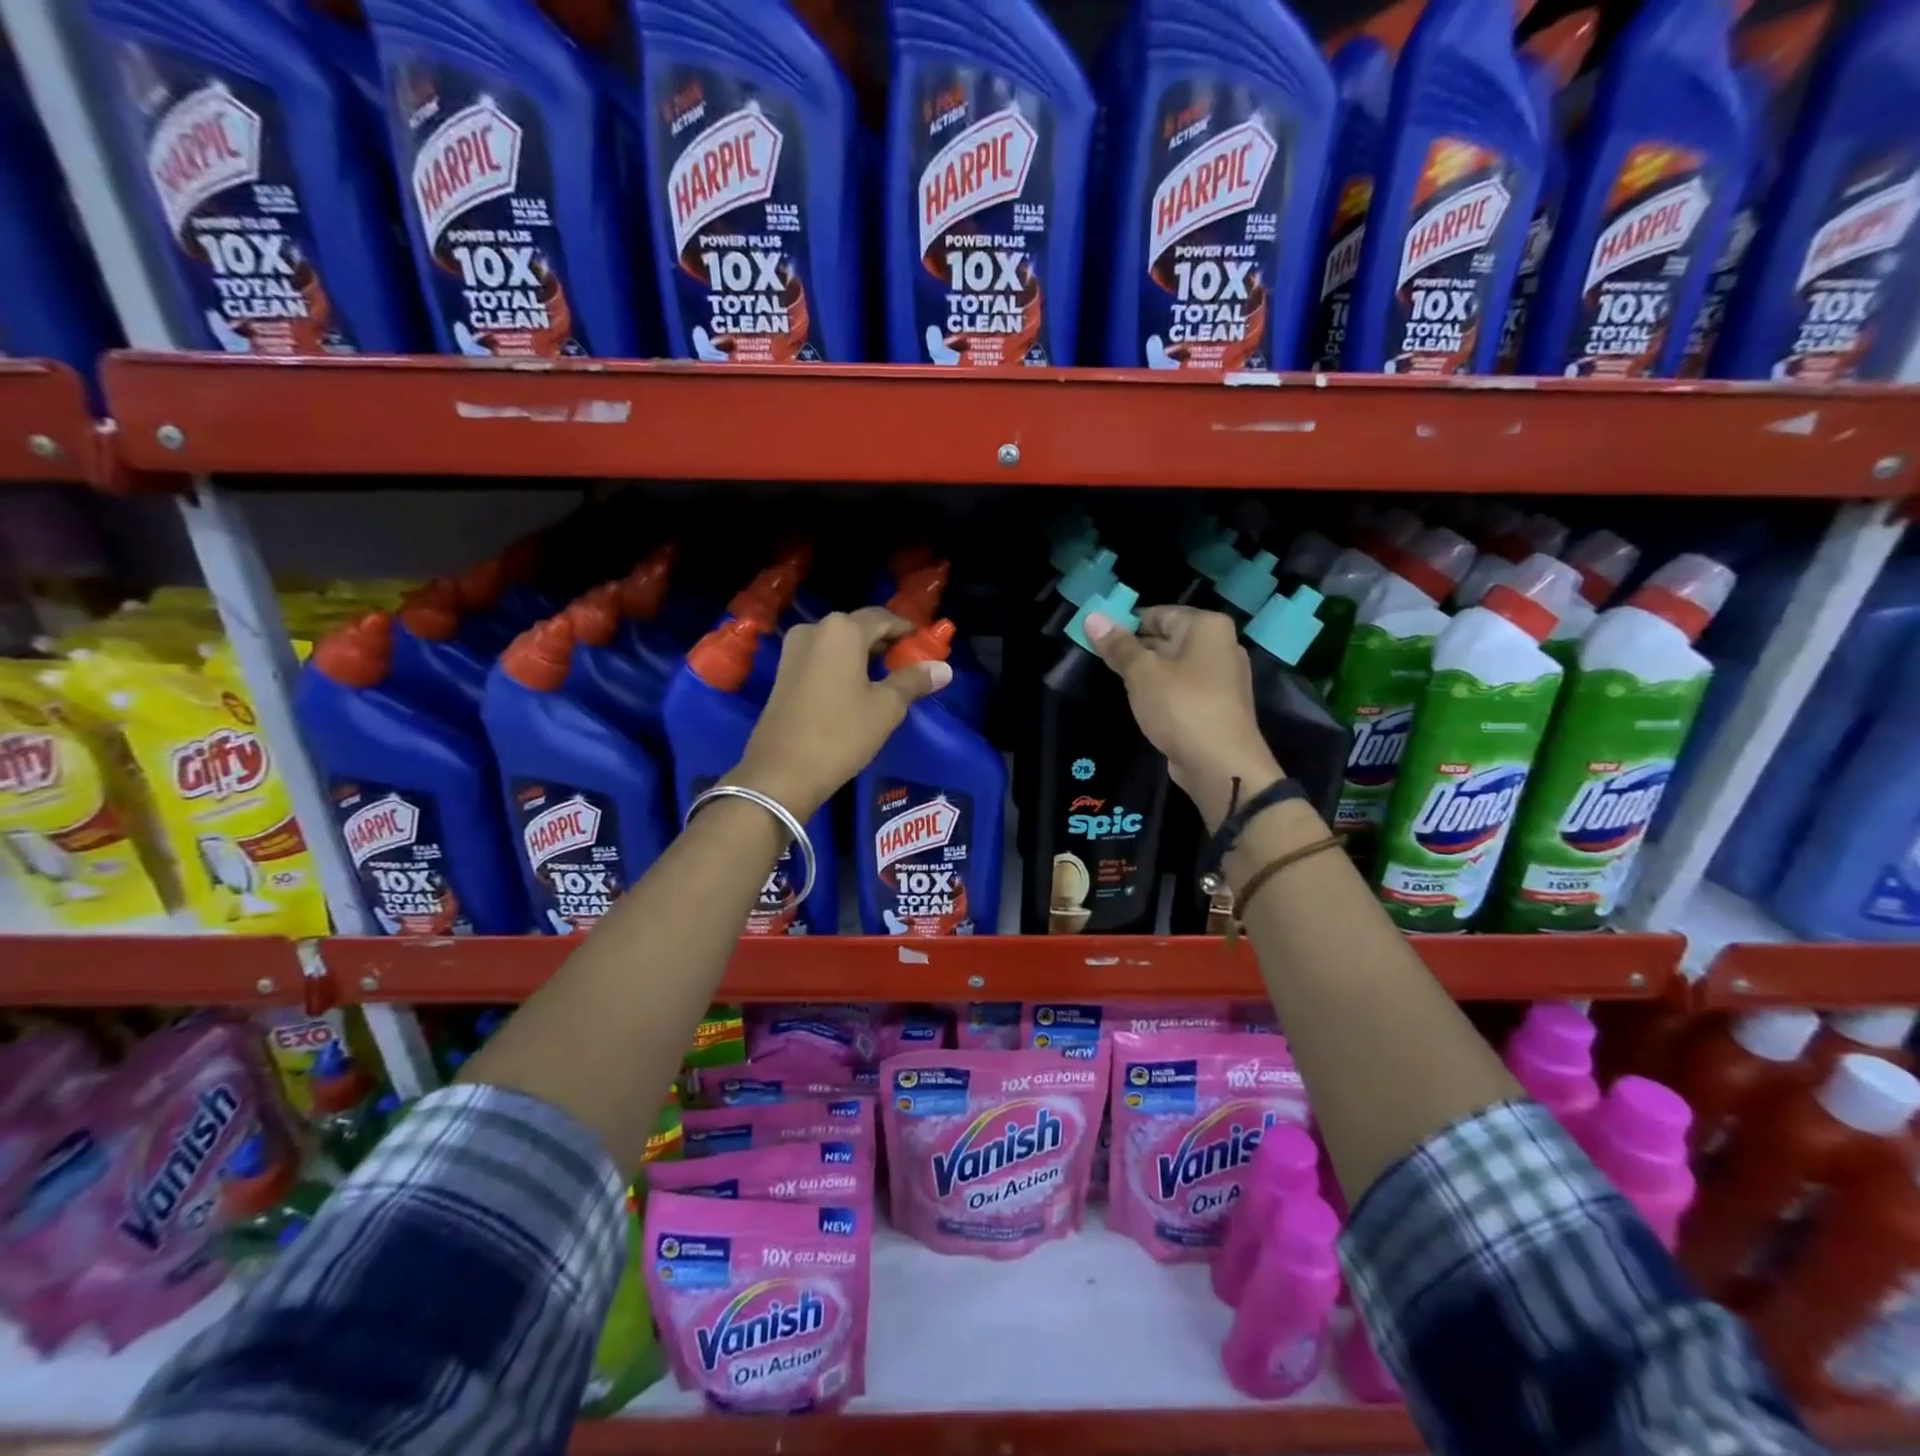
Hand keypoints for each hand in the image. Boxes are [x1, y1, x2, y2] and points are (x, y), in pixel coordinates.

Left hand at [731, 608, 950, 818]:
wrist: (781, 772)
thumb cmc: (841, 734)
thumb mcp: (886, 708)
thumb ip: (914, 681)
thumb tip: (944, 668)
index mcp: (842, 630)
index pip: (883, 618)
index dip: (907, 630)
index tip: (926, 643)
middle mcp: (815, 630)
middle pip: (859, 627)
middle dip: (885, 641)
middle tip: (910, 661)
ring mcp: (794, 650)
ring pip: (839, 643)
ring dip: (864, 654)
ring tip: (887, 675)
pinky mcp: (783, 672)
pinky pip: (822, 658)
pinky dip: (843, 664)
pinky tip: (857, 686)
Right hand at [1084, 605, 1282, 828]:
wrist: (1220, 764)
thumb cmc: (1180, 706)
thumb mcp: (1141, 672)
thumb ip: (1117, 645)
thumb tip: (1093, 617)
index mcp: (1207, 627)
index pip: (1158, 613)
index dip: (1125, 624)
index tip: (1097, 639)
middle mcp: (1220, 645)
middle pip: (1168, 638)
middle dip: (1135, 649)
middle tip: (1100, 660)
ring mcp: (1222, 677)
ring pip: (1174, 665)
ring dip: (1147, 673)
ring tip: (1115, 681)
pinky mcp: (1218, 705)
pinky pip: (1183, 688)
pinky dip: (1162, 692)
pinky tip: (1141, 703)